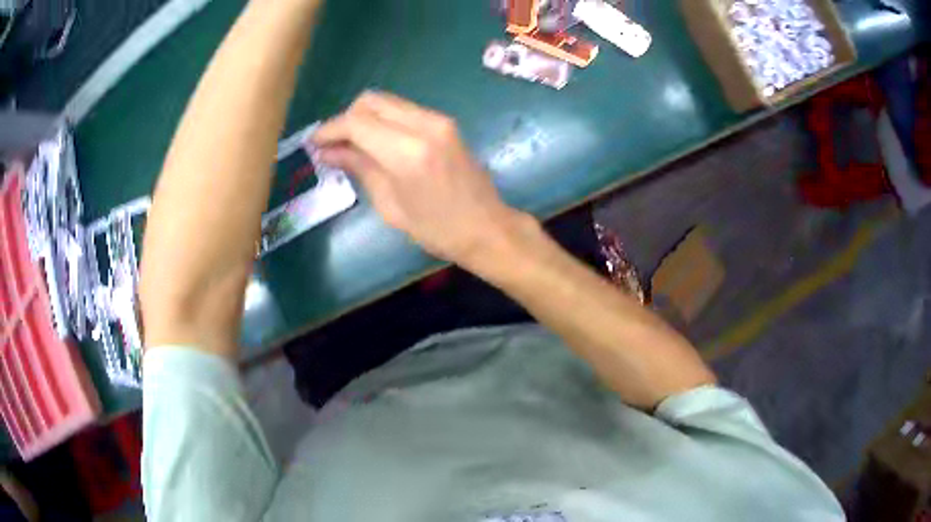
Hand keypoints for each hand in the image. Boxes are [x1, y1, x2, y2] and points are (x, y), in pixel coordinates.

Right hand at [313, 91, 527, 264]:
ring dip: (364, 117)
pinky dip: (383, 120)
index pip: (357, 122)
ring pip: (387, 102)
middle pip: (372, 101)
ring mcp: (439, 120)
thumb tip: (327, 151)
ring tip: (352, 144)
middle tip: (334, 144)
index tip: (314, 143)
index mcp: (407, 152)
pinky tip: (376, 142)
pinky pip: (404, 110)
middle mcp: (424, 125)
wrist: (488, 228)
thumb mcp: (389, 204)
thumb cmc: (437, 229)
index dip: (330, 129)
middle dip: (346, 118)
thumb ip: (359, 167)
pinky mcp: (446, 122)